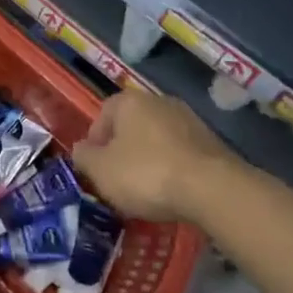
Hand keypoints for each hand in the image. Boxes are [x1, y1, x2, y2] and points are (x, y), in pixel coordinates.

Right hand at [74, 90, 232, 222]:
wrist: (212, 188)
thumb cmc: (146, 173)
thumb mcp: (101, 171)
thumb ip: (84, 157)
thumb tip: (80, 150)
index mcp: (128, 101)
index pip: (102, 115)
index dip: (95, 143)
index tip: (95, 169)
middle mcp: (158, 101)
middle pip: (131, 125)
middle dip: (122, 150)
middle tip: (118, 179)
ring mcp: (188, 119)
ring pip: (157, 138)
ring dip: (148, 159)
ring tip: (146, 190)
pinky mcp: (211, 141)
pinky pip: (180, 153)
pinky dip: (172, 168)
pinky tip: (172, 191)